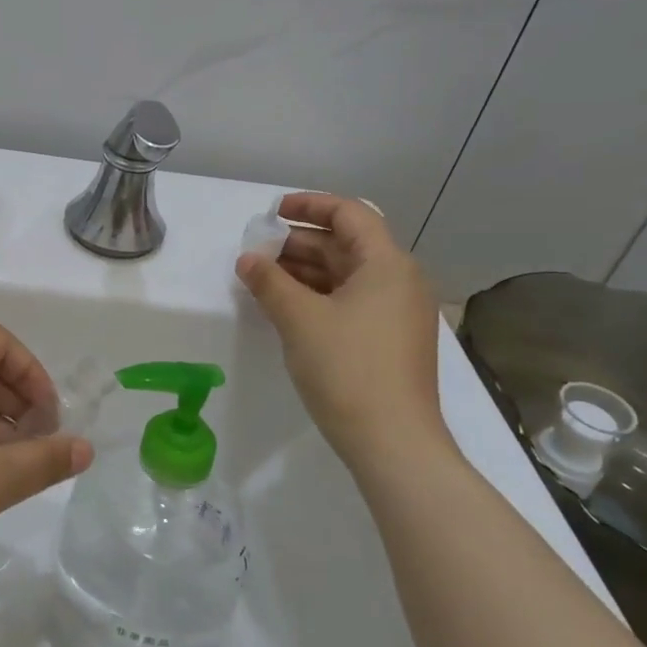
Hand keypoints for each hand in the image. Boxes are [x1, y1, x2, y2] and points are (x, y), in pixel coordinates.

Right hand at [235, 193, 449, 468]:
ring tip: (263, 278)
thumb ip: (269, 282)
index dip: (309, 205)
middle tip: (257, 251)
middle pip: (346, 244)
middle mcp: (399, 281)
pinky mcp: (390, 340)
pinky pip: (351, 301)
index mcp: (387, 264)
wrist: (393, 442)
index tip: (272, 212)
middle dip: (299, 243)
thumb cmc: (347, 369)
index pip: (349, 213)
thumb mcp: (299, 319)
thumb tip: (247, 259)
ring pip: (347, 275)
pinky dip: (319, 296)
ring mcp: (397, 313)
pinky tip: (287, 307)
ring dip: (305, 271)